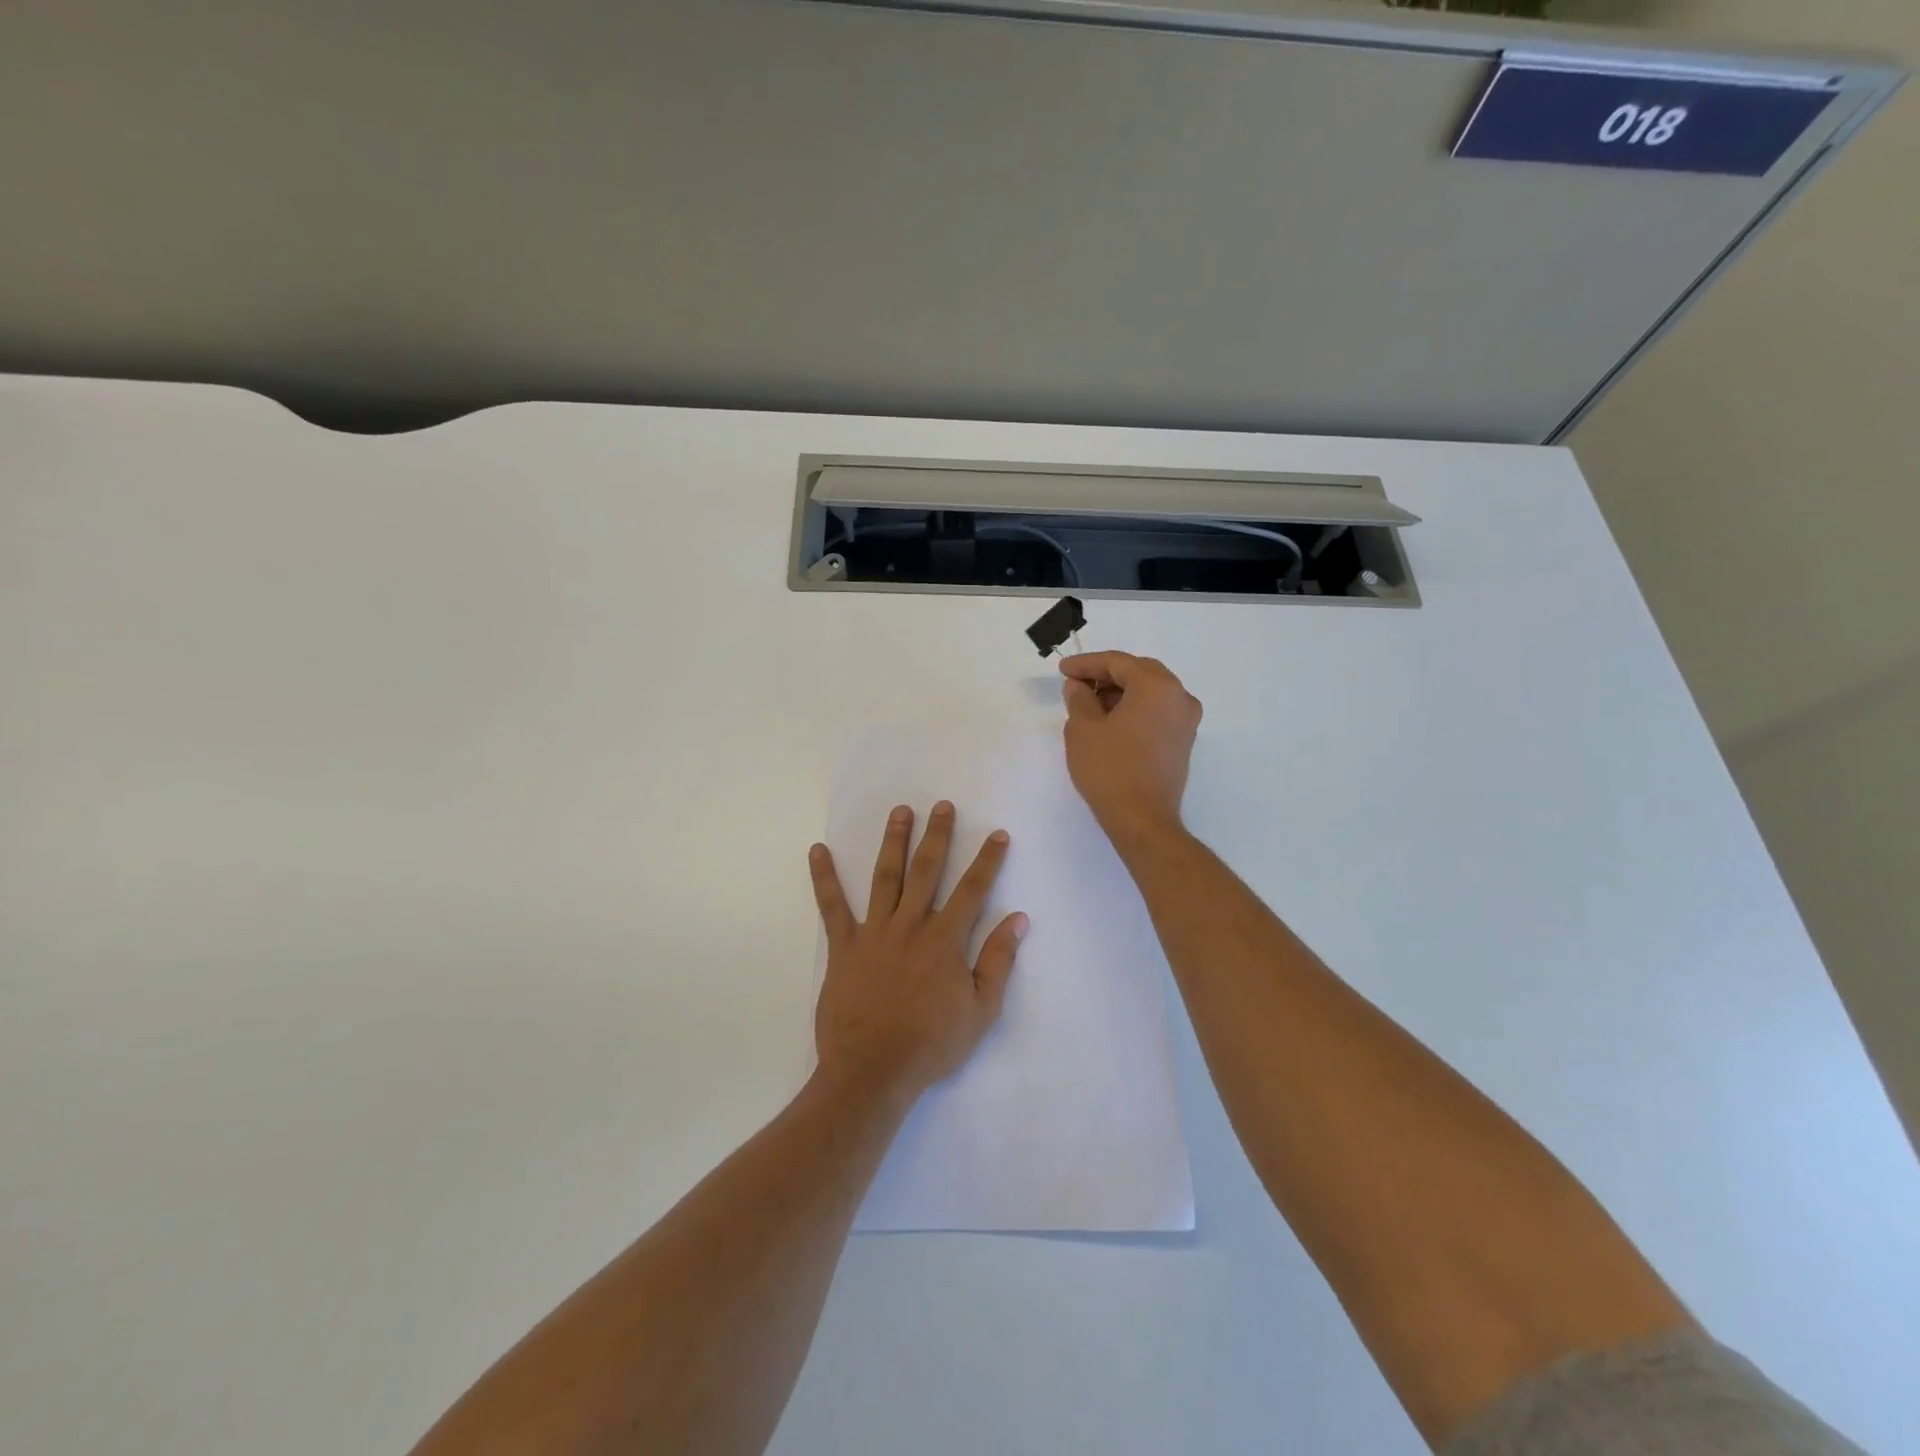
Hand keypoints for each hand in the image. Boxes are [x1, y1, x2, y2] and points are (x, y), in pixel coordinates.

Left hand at [808, 801, 1027, 1101]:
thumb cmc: (931, 1044)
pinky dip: (824, 877)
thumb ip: (998, 961)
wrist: (873, 1071)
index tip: (996, 834)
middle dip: (938, 836)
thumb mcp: (980, 1010)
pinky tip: (818, 850)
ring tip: (900, 811)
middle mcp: (911, 925)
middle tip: (943, 806)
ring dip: (894, 841)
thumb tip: (1018, 919)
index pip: (973, 890)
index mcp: (945, 940)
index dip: (987, 861)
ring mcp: (875, 932)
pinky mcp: (844, 945)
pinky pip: (832, 906)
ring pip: (886, 877)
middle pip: (928, 871)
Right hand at [1060, 651, 1201, 850]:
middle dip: (1106, 675)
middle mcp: (1179, 697)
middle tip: (1076, 684)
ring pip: (1150, 692)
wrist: (1142, 819)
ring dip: (1121, 693)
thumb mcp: (1083, 729)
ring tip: (1089, 704)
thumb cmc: (1110, 769)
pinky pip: (1157, 712)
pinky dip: (1134, 709)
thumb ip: (1080, 698)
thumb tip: (1078, 686)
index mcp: (1157, 686)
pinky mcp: (1183, 742)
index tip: (1063, 670)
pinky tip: (1110, 722)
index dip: (1086, 664)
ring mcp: (1185, 721)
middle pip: (1139, 672)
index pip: (1118, 662)